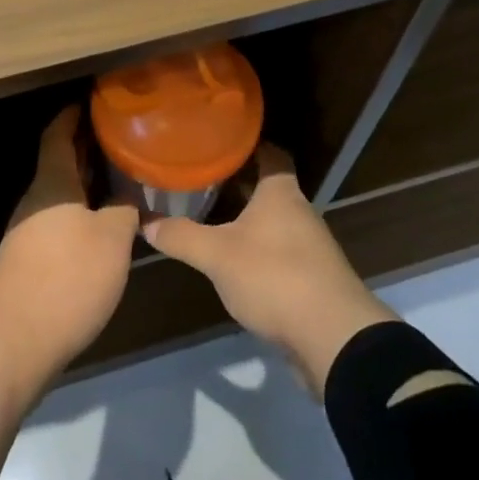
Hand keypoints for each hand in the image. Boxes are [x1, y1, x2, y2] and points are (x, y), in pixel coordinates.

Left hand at [0, 105, 139, 366]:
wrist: (13, 342)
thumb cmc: (67, 278)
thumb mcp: (111, 240)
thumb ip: (123, 209)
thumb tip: (126, 195)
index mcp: (53, 182)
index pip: (58, 133)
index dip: (74, 115)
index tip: (94, 103)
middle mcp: (36, 199)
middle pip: (59, 162)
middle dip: (85, 148)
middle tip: (118, 139)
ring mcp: (27, 230)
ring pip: (59, 193)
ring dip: (84, 182)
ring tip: (117, 178)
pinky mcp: (27, 260)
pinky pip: (57, 219)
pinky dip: (78, 211)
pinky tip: (100, 225)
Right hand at [144, 144, 394, 398]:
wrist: (334, 339)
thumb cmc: (274, 276)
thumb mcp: (217, 255)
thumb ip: (181, 236)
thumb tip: (144, 222)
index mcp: (280, 193)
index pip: (270, 153)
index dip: (247, 144)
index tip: (218, 140)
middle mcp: (299, 212)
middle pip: (268, 187)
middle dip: (238, 183)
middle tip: (201, 177)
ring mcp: (310, 247)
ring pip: (273, 221)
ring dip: (247, 219)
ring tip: (210, 216)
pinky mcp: (312, 279)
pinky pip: (280, 252)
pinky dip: (258, 251)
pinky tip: (234, 261)